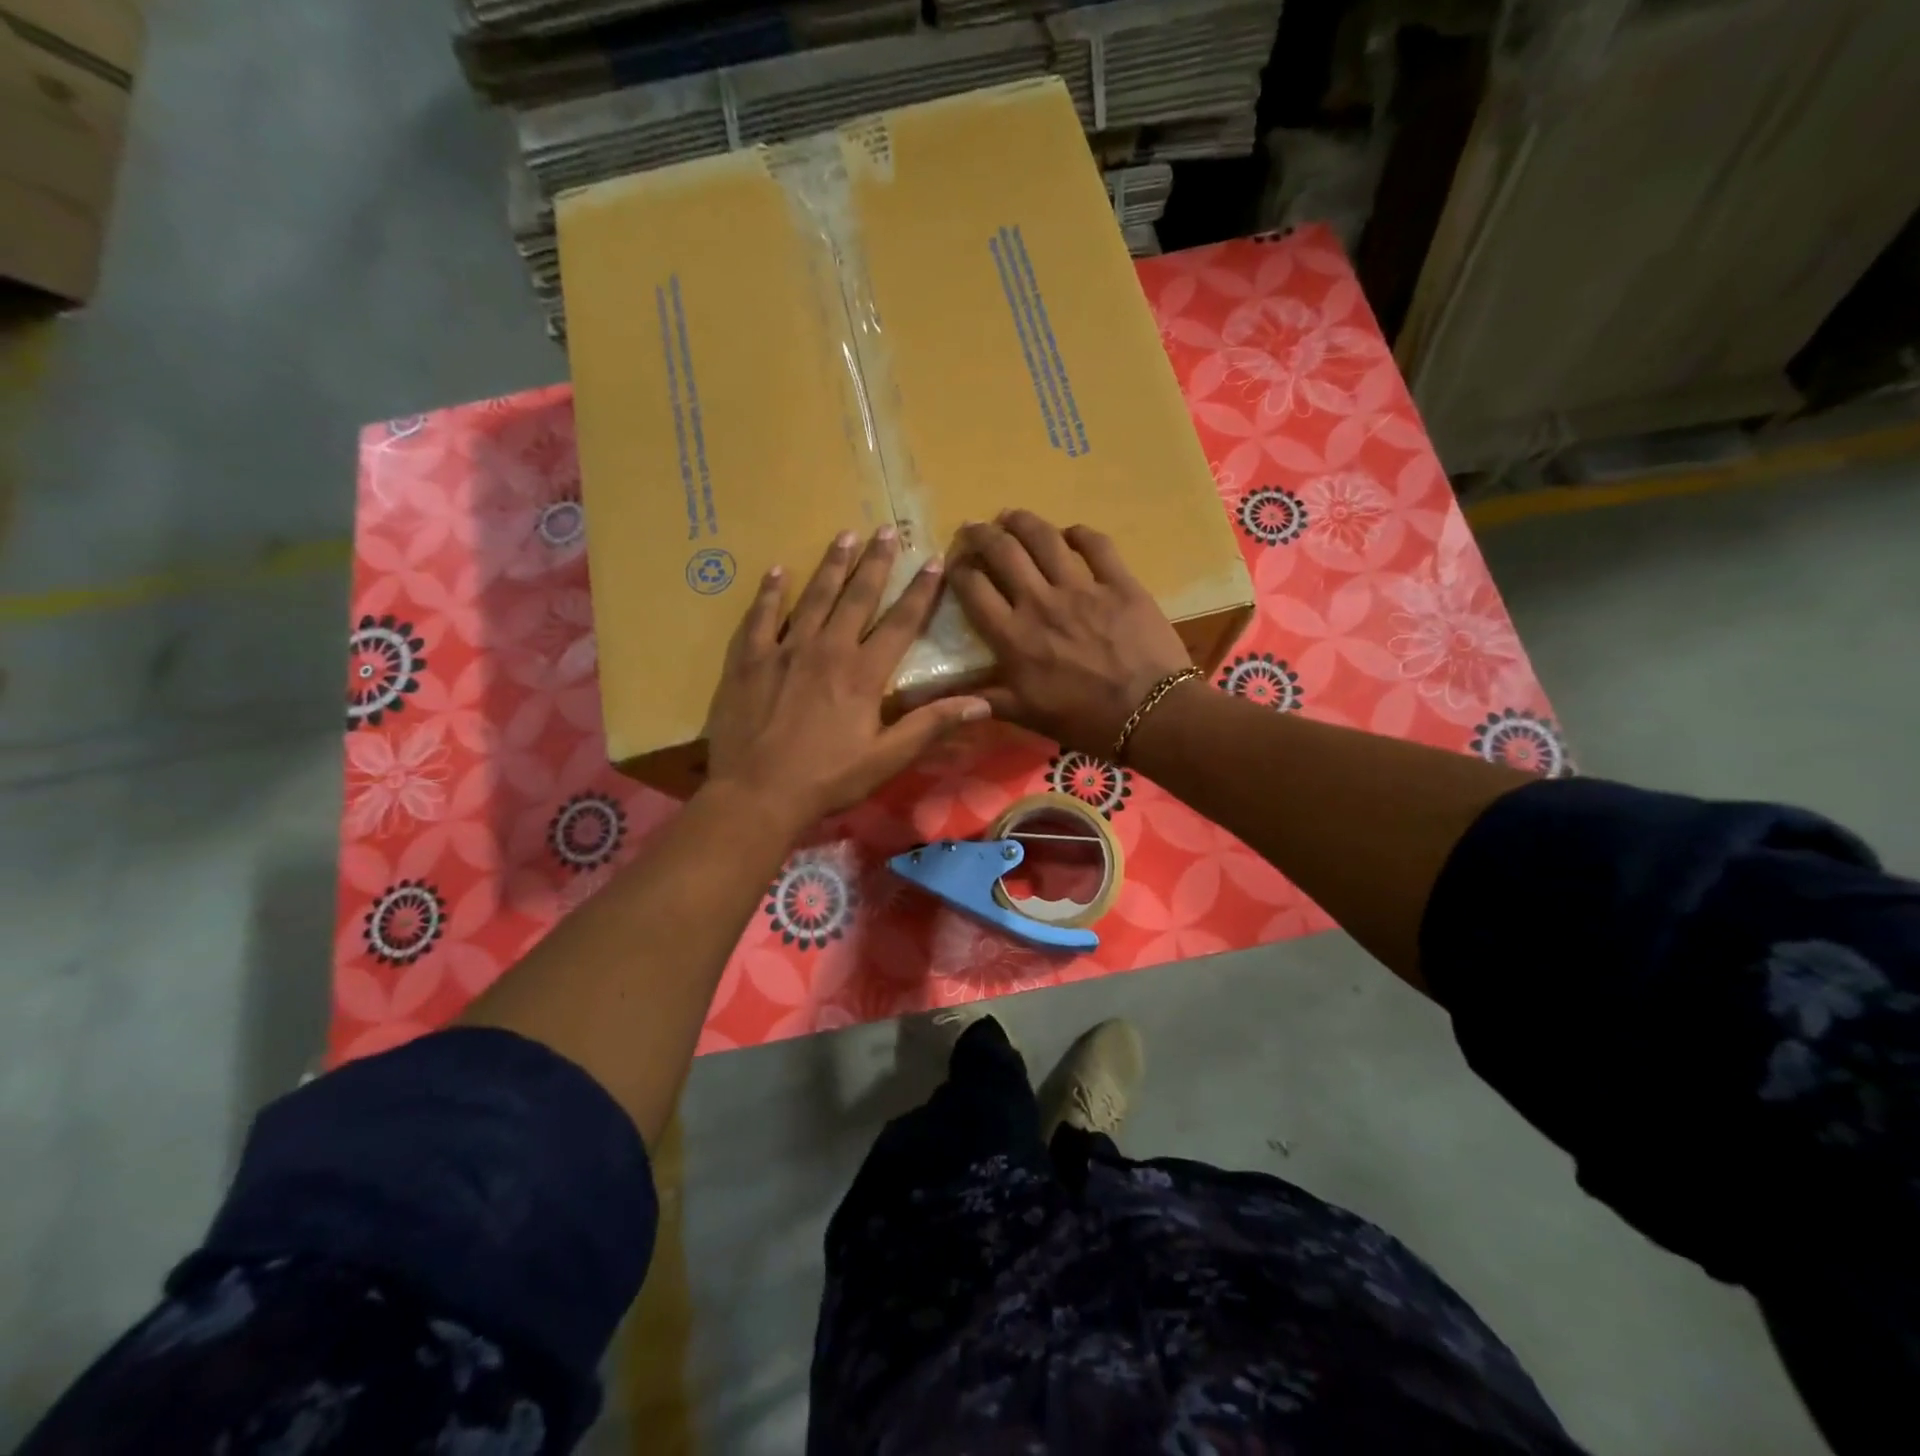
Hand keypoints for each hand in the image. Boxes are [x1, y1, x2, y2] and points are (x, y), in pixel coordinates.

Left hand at [705, 527, 990, 827]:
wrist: (757, 793)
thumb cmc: (827, 779)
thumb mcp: (887, 759)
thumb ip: (931, 725)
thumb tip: (982, 703)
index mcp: (863, 674)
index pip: (900, 623)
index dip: (920, 592)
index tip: (933, 562)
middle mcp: (827, 649)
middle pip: (856, 597)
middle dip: (875, 562)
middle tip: (885, 530)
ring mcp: (784, 650)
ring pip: (813, 597)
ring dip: (831, 565)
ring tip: (844, 535)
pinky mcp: (749, 659)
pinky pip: (760, 616)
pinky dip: (770, 592)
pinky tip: (777, 571)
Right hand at [947, 510, 1191, 754]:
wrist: (1151, 714)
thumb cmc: (1084, 720)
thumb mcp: (1026, 715)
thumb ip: (983, 699)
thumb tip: (940, 698)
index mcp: (1014, 636)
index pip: (973, 588)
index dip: (958, 569)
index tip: (955, 564)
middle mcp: (1041, 602)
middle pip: (1003, 551)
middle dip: (981, 534)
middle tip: (973, 529)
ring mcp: (1083, 588)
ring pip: (1044, 538)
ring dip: (1022, 521)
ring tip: (1010, 516)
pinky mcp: (1120, 583)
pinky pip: (1096, 545)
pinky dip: (1079, 533)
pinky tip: (1070, 533)